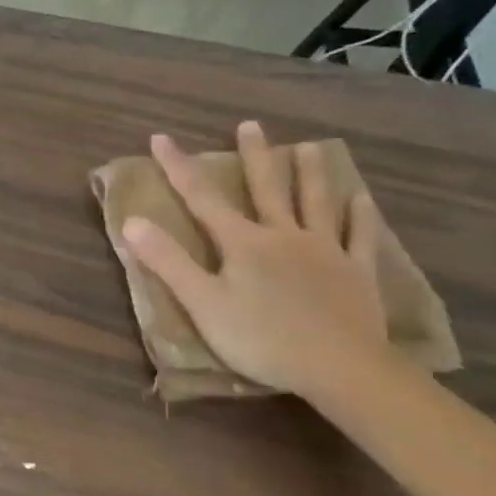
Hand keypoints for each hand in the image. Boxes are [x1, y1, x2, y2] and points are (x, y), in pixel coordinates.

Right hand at [123, 121, 392, 397]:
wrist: (342, 369)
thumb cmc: (262, 339)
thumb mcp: (202, 304)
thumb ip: (168, 261)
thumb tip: (132, 221)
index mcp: (243, 243)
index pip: (203, 198)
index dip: (179, 167)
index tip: (161, 138)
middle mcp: (284, 236)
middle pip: (267, 189)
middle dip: (254, 156)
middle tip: (250, 126)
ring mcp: (325, 252)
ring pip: (316, 203)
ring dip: (310, 173)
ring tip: (308, 147)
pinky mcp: (357, 274)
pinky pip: (359, 238)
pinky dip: (360, 218)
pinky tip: (362, 201)